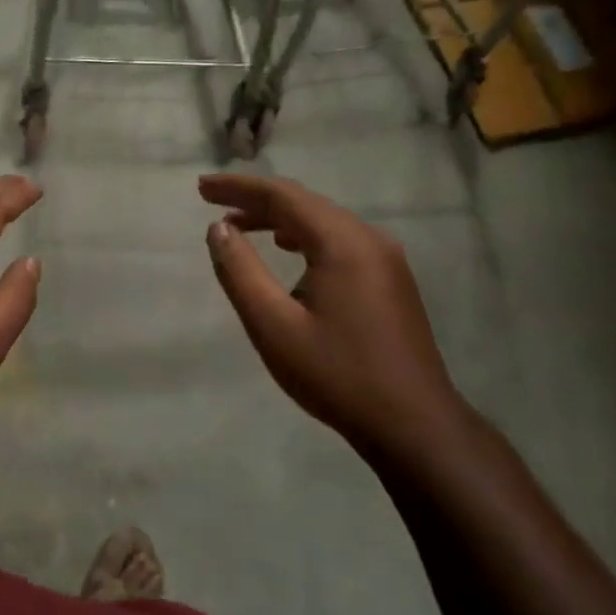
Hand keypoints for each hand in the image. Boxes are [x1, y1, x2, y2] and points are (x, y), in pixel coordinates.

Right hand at [200, 173, 467, 457]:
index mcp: (342, 242)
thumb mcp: (274, 326)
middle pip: (304, 202)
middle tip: (212, 200)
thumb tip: (218, 228)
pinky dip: (304, 236)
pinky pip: (339, 240)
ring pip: (323, 221)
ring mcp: (385, 258)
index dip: (238, 188)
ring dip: (279, 218)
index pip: (282, 196)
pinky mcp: (390, 279)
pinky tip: (286, 248)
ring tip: (239, 225)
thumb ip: (240, 271)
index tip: (201, 187)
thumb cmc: (337, 375)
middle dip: (256, 199)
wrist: (415, 426)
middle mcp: (368, 238)